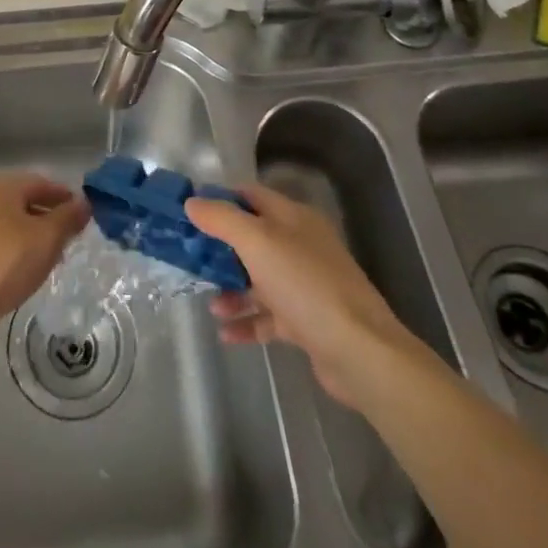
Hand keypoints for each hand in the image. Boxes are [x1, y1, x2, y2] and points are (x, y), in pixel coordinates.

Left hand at [0, 172, 89, 356]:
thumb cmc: (7, 261)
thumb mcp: (47, 237)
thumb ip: (68, 217)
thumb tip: (84, 203)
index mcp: (1, 187)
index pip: (42, 183)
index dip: (66, 197)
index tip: (86, 215)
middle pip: (26, 203)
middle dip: (51, 219)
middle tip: (73, 239)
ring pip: (13, 227)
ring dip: (35, 239)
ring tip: (54, 259)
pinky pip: (0, 247)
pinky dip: (18, 255)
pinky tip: (28, 274)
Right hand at [186, 184, 420, 405]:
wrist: (359, 351)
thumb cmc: (305, 284)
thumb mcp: (258, 241)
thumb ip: (222, 219)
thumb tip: (192, 201)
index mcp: (294, 218)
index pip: (251, 196)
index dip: (220, 199)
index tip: (189, 211)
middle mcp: (300, 246)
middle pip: (252, 239)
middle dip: (220, 250)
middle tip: (190, 260)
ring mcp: (305, 285)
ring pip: (259, 280)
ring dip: (232, 290)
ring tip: (211, 305)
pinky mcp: (307, 322)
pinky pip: (268, 317)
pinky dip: (247, 322)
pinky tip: (225, 334)